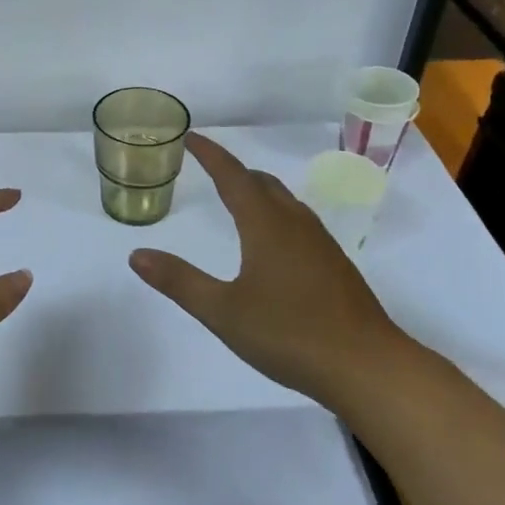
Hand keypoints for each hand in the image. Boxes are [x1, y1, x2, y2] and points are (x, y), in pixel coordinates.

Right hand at [127, 134, 409, 408]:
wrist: (368, 367)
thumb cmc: (290, 334)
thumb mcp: (223, 312)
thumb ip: (179, 281)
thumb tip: (136, 255)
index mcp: (266, 225)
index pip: (232, 176)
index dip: (210, 154)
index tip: (190, 136)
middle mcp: (295, 224)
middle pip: (261, 183)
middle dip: (233, 170)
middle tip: (208, 167)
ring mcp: (320, 244)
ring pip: (284, 201)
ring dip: (257, 190)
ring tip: (237, 198)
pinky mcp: (335, 266)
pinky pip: (299, 222)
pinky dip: (275, 214)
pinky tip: (273, 242)